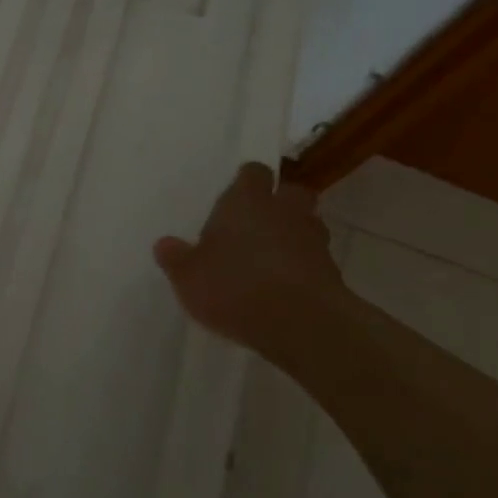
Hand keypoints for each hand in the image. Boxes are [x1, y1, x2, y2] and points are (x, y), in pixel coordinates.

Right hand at [154, 163, 351, 366]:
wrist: (303, 324)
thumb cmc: (235, 287)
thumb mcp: (188, 277)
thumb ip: (176, 258)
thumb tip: (165, 244)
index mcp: (246, 201)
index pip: (253, 172)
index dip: (247, 180)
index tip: (238, 193)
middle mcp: (283, 212)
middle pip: (291, 192)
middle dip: (280, 202)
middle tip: (259, 221)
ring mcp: (313, 241)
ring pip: (309, 224)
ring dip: (295, 234)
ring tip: (274, 255)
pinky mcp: (333, 273)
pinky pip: (317, 259)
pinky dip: (305, 266)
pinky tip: (287, 286)